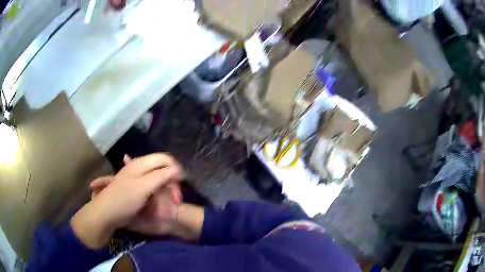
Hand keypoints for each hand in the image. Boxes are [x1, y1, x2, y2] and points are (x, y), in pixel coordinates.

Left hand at [70, 153, 181, 248]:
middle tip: (176, 201)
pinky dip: (160, 195)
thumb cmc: (124, 200)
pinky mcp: (137, 188)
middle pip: (163, 169)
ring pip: (160, 179)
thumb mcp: (143, 188)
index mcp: (141, 164)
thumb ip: (161, 176)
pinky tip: (163, 202)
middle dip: (171, 184)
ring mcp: (138, 178)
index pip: (165, 158)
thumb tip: (179, 169)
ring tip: (170, 205)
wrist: (106, 213)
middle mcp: (140, 167)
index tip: (181, 184)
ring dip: (167, 192)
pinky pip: (154, 187)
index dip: (175, 169)